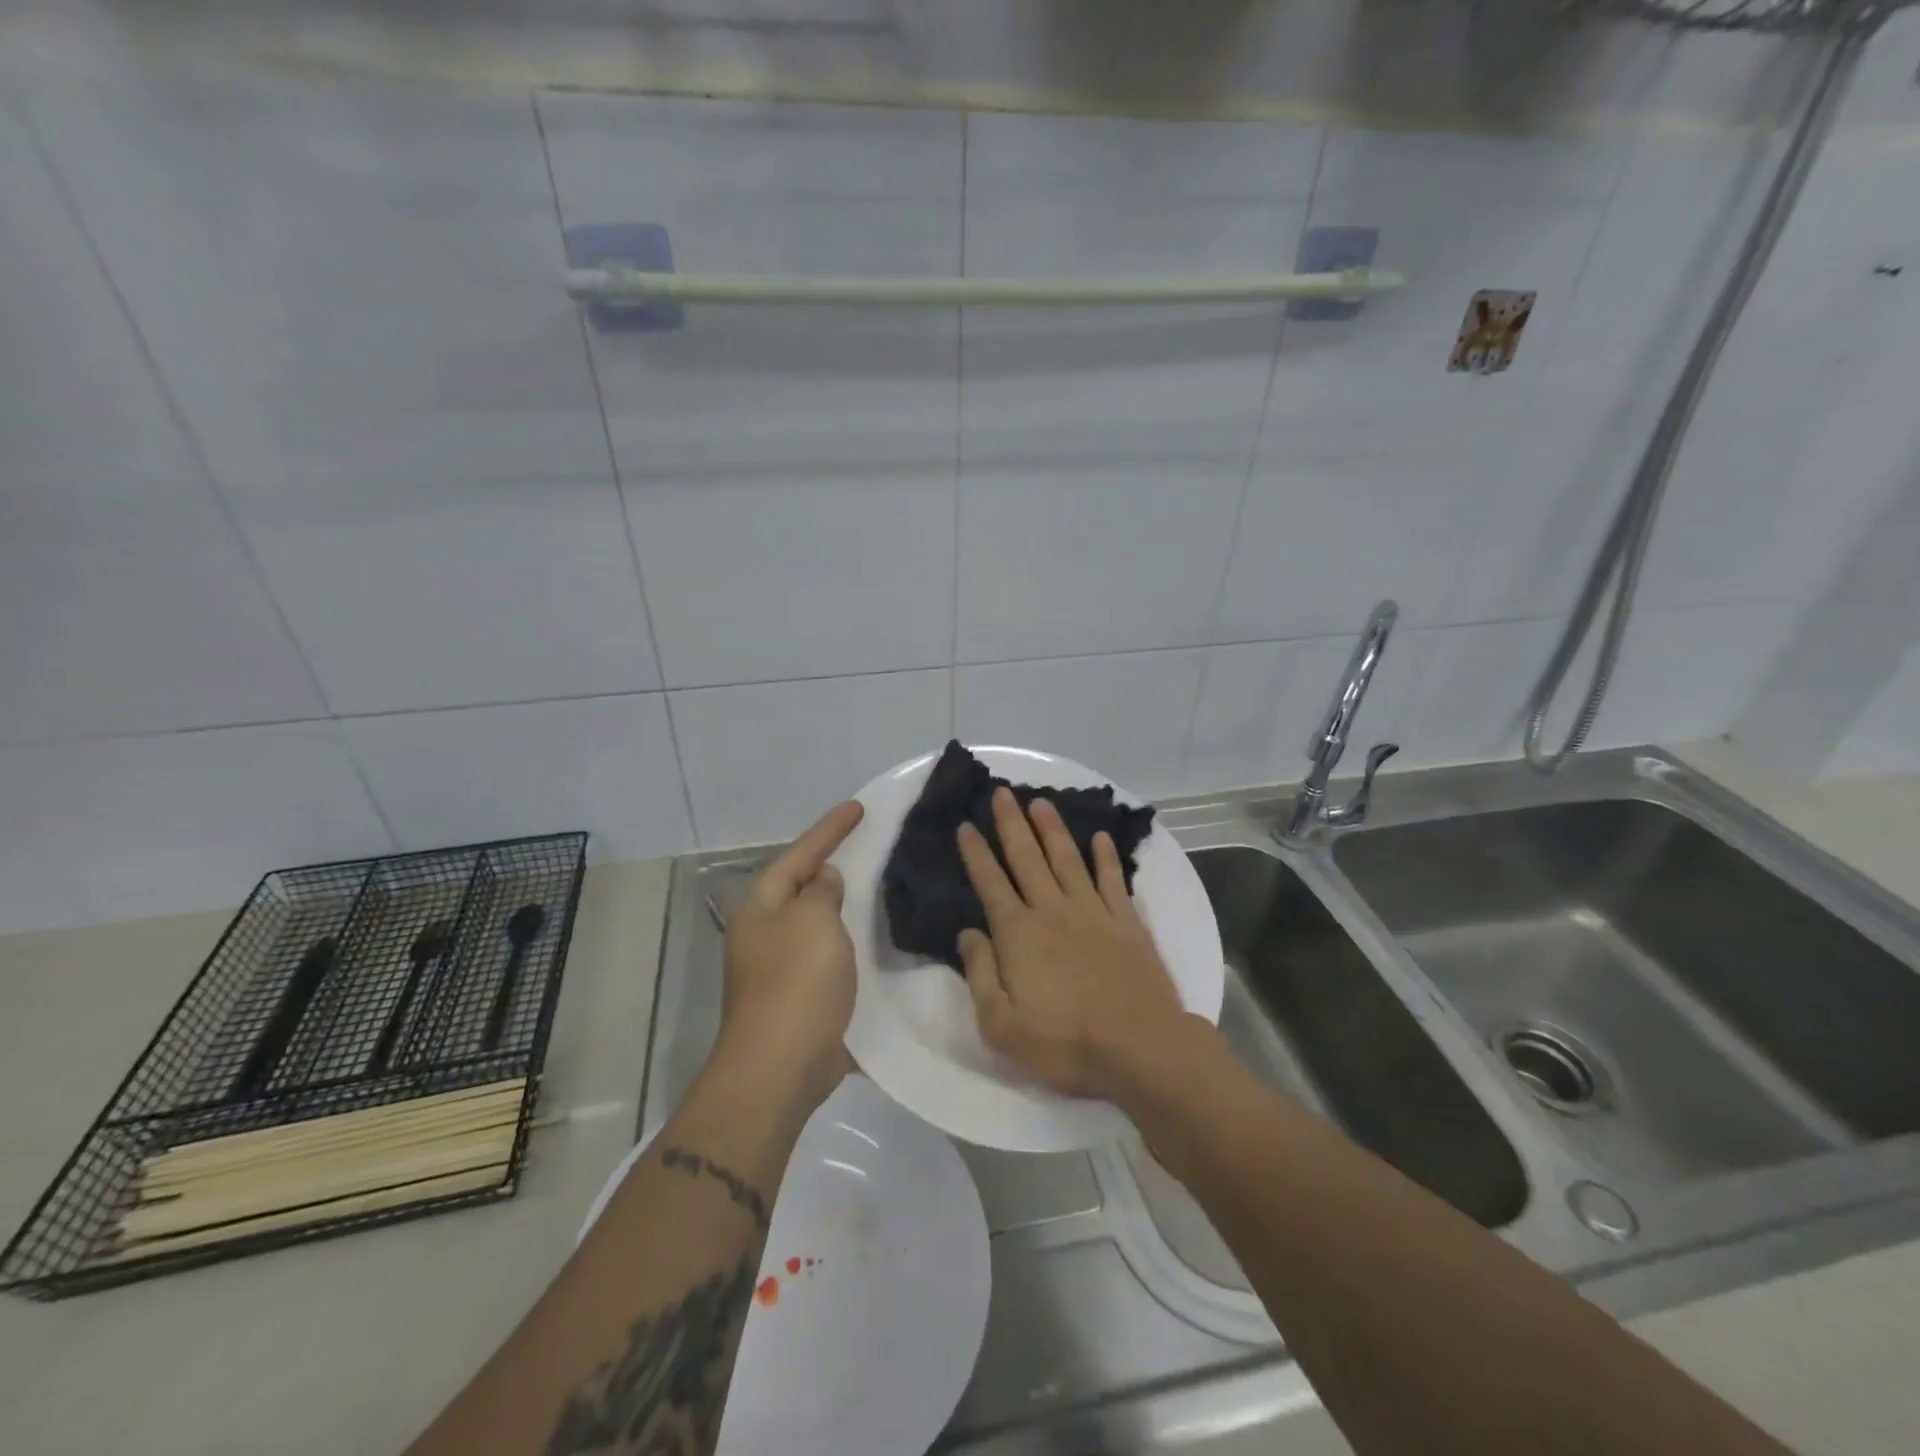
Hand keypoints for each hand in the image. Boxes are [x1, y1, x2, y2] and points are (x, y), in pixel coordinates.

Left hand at [719, 800, 864, 1109]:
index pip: (800, 854)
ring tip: (876, 886)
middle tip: (867, 844)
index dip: (830, 829)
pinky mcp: (798, 997)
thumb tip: (823, 880)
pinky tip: (874, 940)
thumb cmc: (796, 983)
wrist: (780, 1067)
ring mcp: (778, 968)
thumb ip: (821, 892)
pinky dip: (849, 943)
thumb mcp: (814, 922)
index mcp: (762, 907)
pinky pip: (827, 956)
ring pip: (816, 923)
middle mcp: (764, 932)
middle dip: (831, 866)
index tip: (859, 807)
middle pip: (802, 887)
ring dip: (842, 907)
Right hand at [956, 787, 1188, 1100]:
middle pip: (1027, 858)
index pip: (990, 883)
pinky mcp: (1127, 921)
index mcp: (1019, 933)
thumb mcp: (1002, 1025)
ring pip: (1067, 859)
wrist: (1141, 1047)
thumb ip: (981, 973)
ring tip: (1041, 802)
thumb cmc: (1065, 1043)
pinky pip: (1113, 879)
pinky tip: (1101, 837)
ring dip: (1052, 828)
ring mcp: (1093, 912)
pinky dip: (1106, 856)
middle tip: (1002, 792)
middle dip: (1011, 823)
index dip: (976, 853)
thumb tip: (969, 932)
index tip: (966, 825)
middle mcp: (1052, 910)